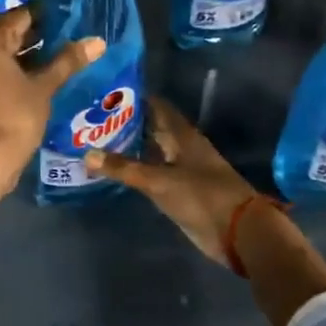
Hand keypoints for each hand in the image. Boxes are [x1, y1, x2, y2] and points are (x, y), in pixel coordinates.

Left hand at [0, 7, 102, 189]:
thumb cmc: (14, 115)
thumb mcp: (43, 87)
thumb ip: (67, 61)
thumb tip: (98, 42)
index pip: (16, 19)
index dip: (42, 19)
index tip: (64, 19)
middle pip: (2, 38)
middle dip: (31, 41)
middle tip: (63, 41)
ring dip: (19, 61)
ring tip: (52, 63)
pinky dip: (6, 77)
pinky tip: (30, 84)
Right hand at [82, 97, 261, 265]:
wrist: (238, 232)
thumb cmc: (202, 196)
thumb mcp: (159, 180)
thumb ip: (124, 168)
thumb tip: (86, 154)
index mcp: (182, 135)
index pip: (155, 106)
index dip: (133, 98)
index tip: (104, 94)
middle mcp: (181, 147)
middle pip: (151, 128)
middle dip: (125, 123)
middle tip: (92, 118)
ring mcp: (181, 169)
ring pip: (151, 151)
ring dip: (128, 147)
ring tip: (95, 141)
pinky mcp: (179, 191)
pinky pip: (152, 174)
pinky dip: (135, 170)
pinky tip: (114, 170)